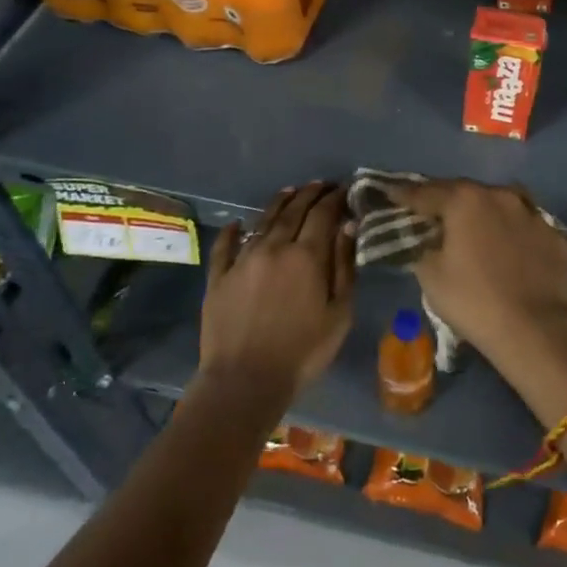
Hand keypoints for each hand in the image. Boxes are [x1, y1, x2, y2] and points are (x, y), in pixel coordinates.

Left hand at [198, 182, 353, 406]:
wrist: (245, 382)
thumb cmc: (303, 352)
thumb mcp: (339, 313)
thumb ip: (344, 266)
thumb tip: (347, 226)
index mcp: (307, 255)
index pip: (323, 214)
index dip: (335, 198)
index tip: (344, 188)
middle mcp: (274, 247)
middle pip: (293, 210)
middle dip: (310, 194)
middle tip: (321, 184)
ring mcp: (243, 260)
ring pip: (263, 221)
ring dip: (279, 203)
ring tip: (290, 192)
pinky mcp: (218, 277)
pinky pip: (225, 246)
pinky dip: (233, 231)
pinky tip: (237, 224)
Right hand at [391, 179, 566, 408]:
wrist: (536, 330)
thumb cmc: (474, 301)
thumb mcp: (431, 277)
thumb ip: (424, 248)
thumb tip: (428, 241)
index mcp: (465, 201)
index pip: (426, 192)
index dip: (405, 195)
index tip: (391, 194)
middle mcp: (500, 196)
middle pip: (465, 192)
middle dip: (447, 201)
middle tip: (433, 213)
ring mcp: (533, 214)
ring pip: (501, 205)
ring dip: (485, 212)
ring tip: (475, 228)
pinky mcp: (555, 236)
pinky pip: (526, 228)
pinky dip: (513, 234)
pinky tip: (510, 252)